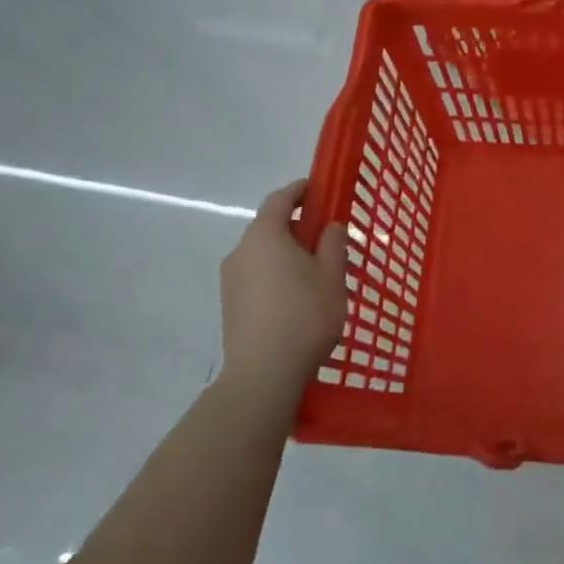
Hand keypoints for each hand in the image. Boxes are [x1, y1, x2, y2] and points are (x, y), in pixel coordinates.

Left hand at [218, 180, 346, 394]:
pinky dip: (275, 274)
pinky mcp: (230, 306)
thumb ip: (333, 244)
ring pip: (262, 254)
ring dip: (286, 253)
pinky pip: (256, 276)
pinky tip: (296, 296)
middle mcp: (241, 252)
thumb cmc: (304, 315)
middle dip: (296, 225)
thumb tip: (329, 227)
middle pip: (269, 227)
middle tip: (325, 235)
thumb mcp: (332, 275)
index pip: (280, 199)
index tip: (318, 188)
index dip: (300, 190)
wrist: (263, 375)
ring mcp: (231, 280)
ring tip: (315, 271)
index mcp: (265, 235)